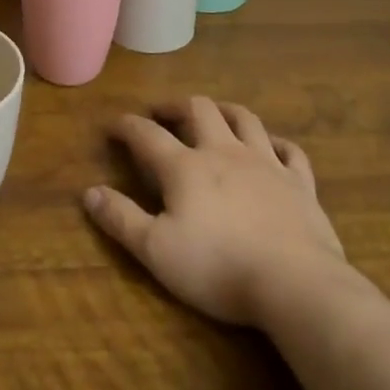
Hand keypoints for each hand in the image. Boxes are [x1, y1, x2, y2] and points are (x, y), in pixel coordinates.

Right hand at [83, 97, 348, 327]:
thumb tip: (89, 192)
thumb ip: (121, 218)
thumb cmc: (218, 267)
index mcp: (185, 167)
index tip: (113, 125)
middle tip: (163, 113)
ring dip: (224, 110)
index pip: (147, 135)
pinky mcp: (300, 183)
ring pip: (244, 119)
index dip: (127, 126)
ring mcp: (266, 164)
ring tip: (213, 113)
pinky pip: (290, 151)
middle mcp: (224, 152)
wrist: (295, 283)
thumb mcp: (156, 250)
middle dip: (176, 106)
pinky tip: (271, 147)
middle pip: (199, 110)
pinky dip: (277, 143)